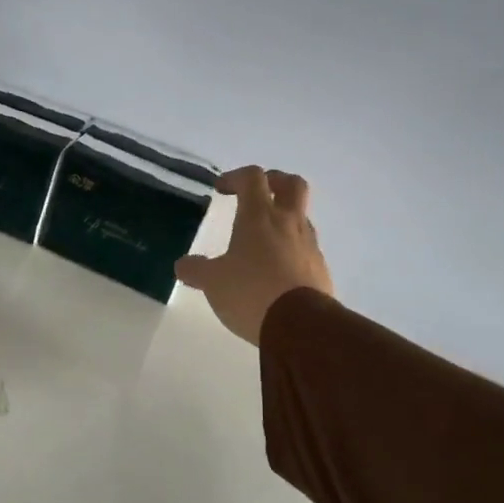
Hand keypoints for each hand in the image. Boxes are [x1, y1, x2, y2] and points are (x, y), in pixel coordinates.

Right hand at [174, 166, 333, 345]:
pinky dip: (292, 249)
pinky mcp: (320, 268)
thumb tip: (183, 265)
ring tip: (264, 239)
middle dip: (274, 182)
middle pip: (292, 184)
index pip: (252, 178)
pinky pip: (306, 247)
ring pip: (301, 217)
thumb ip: (196, 270)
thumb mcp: (213, 283)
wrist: (301, 325)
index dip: (236, 177)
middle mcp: (288, 222)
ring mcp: (309, 244)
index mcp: (259, 216)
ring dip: (284, 218)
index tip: (221, 189)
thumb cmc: (251, 292)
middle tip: (258, 194)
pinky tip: (277, 269)